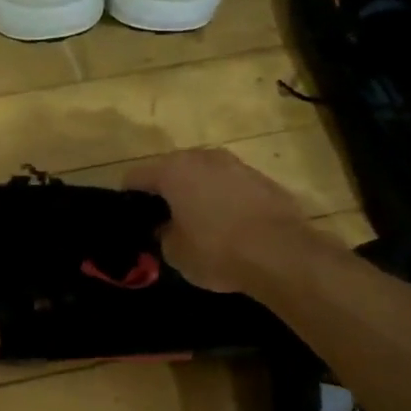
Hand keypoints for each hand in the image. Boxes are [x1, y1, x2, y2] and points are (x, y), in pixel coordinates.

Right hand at [124, 148, 337, 293]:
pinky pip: (230, 186)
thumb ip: (163, 234)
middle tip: (164, 220)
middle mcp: (202, 157)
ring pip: (203, 175)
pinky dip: (224, 200)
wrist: (282, 253)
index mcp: (172, 170)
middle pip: (171, 170)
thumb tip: (166, 227)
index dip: (128, 198)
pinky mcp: (262, 178)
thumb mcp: (175, 252)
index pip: (134, 176)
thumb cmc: (217, 250)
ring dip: (196, 193)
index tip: (131, 219)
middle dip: (165, 192)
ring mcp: (235, 164)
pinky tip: (230, 226)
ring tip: (198, 223)